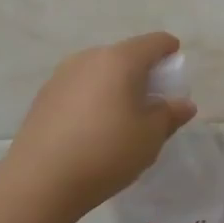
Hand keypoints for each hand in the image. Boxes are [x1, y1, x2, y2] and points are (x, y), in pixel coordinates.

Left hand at [4, 32, 197, 220]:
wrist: (40, 180)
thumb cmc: (107, 152)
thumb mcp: (150, 137)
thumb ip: (170, 114)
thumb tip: (183, 103)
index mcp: (120, 60)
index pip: (154, 42)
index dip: (170, 51)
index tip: (176, 70)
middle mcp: (89, 57)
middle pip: (125, 55)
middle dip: (142, 73)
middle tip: (152, 102)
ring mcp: (62, 75)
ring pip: (100, 72)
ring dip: (115, 86)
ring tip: (122, 118)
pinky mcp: (44, 96)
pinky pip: (80, 88)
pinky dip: (93, 99)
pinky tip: (93, 129)